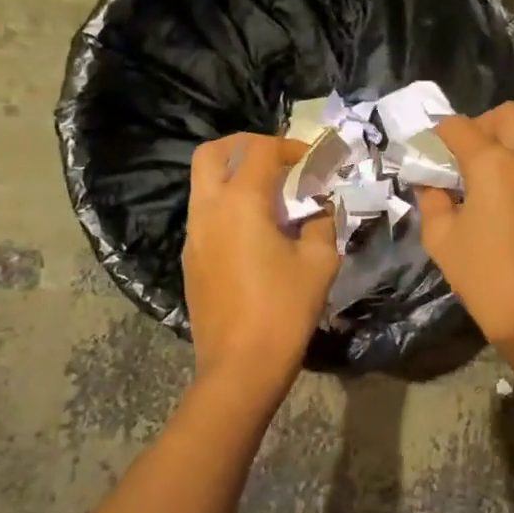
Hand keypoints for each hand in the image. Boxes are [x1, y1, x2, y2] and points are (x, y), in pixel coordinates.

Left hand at [183, 134, 340, 394]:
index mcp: (240, 203)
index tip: (312, 161)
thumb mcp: (319, 263)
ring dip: (234, 176)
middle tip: (276, 160)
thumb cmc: (284, 311)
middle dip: (245, 146)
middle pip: (212, 153)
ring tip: (271, 196)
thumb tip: (321, 208)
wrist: (241, 367)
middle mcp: (208, 210)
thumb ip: (322, 224)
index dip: (289, 147)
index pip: (259, 150)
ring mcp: (193, 235)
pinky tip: (256, 231)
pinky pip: (205, 214)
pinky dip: (227, 205)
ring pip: (203, 183)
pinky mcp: (191, 259)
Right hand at [417, 104, 513, 345]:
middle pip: (507, 114)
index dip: (438, 133)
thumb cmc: (484, 275)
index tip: (426, 150)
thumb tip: (431, 183)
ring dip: (503, 139)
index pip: (461, 127)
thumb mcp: (442, 238)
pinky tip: (498, 191)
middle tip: (460, 153)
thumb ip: (432, 200)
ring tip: (479, 171)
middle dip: (480, 124)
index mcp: (494, 164)